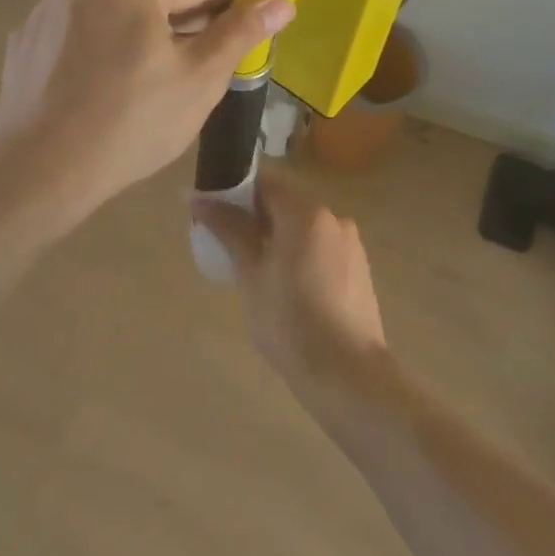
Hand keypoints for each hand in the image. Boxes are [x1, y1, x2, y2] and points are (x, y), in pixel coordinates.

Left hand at [0, 0, 294, 213]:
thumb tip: (281, 1)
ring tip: (143, 92)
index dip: (229, 14)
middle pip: (152, 1)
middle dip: (178, 32)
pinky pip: (77, 41)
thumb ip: (241, 32)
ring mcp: (46, 9)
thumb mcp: (201, 77)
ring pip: (112, 19)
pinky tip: (99, 96)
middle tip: (192, 79)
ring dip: (134, 42)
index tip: (244, 36)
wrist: (41, 168)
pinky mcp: (23, 41)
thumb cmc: (133, 119)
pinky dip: (95, 57)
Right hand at [192, 165, 388, 397]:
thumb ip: (228, 229)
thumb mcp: (250, 274)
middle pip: (285, 202)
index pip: (264, 181)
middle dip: (253, 214)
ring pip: (303, 226)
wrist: (348, 374)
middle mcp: (332, 218)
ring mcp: (349, 243)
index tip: (210, 207)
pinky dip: (297, 251)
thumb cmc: (290, 322)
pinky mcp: (357, 268)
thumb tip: (196, 197)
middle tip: (224, 239)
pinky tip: (283, 282)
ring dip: (275, 234)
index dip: (234, 189)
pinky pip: (319, 246)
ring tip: (251, 264)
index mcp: (306, 213)